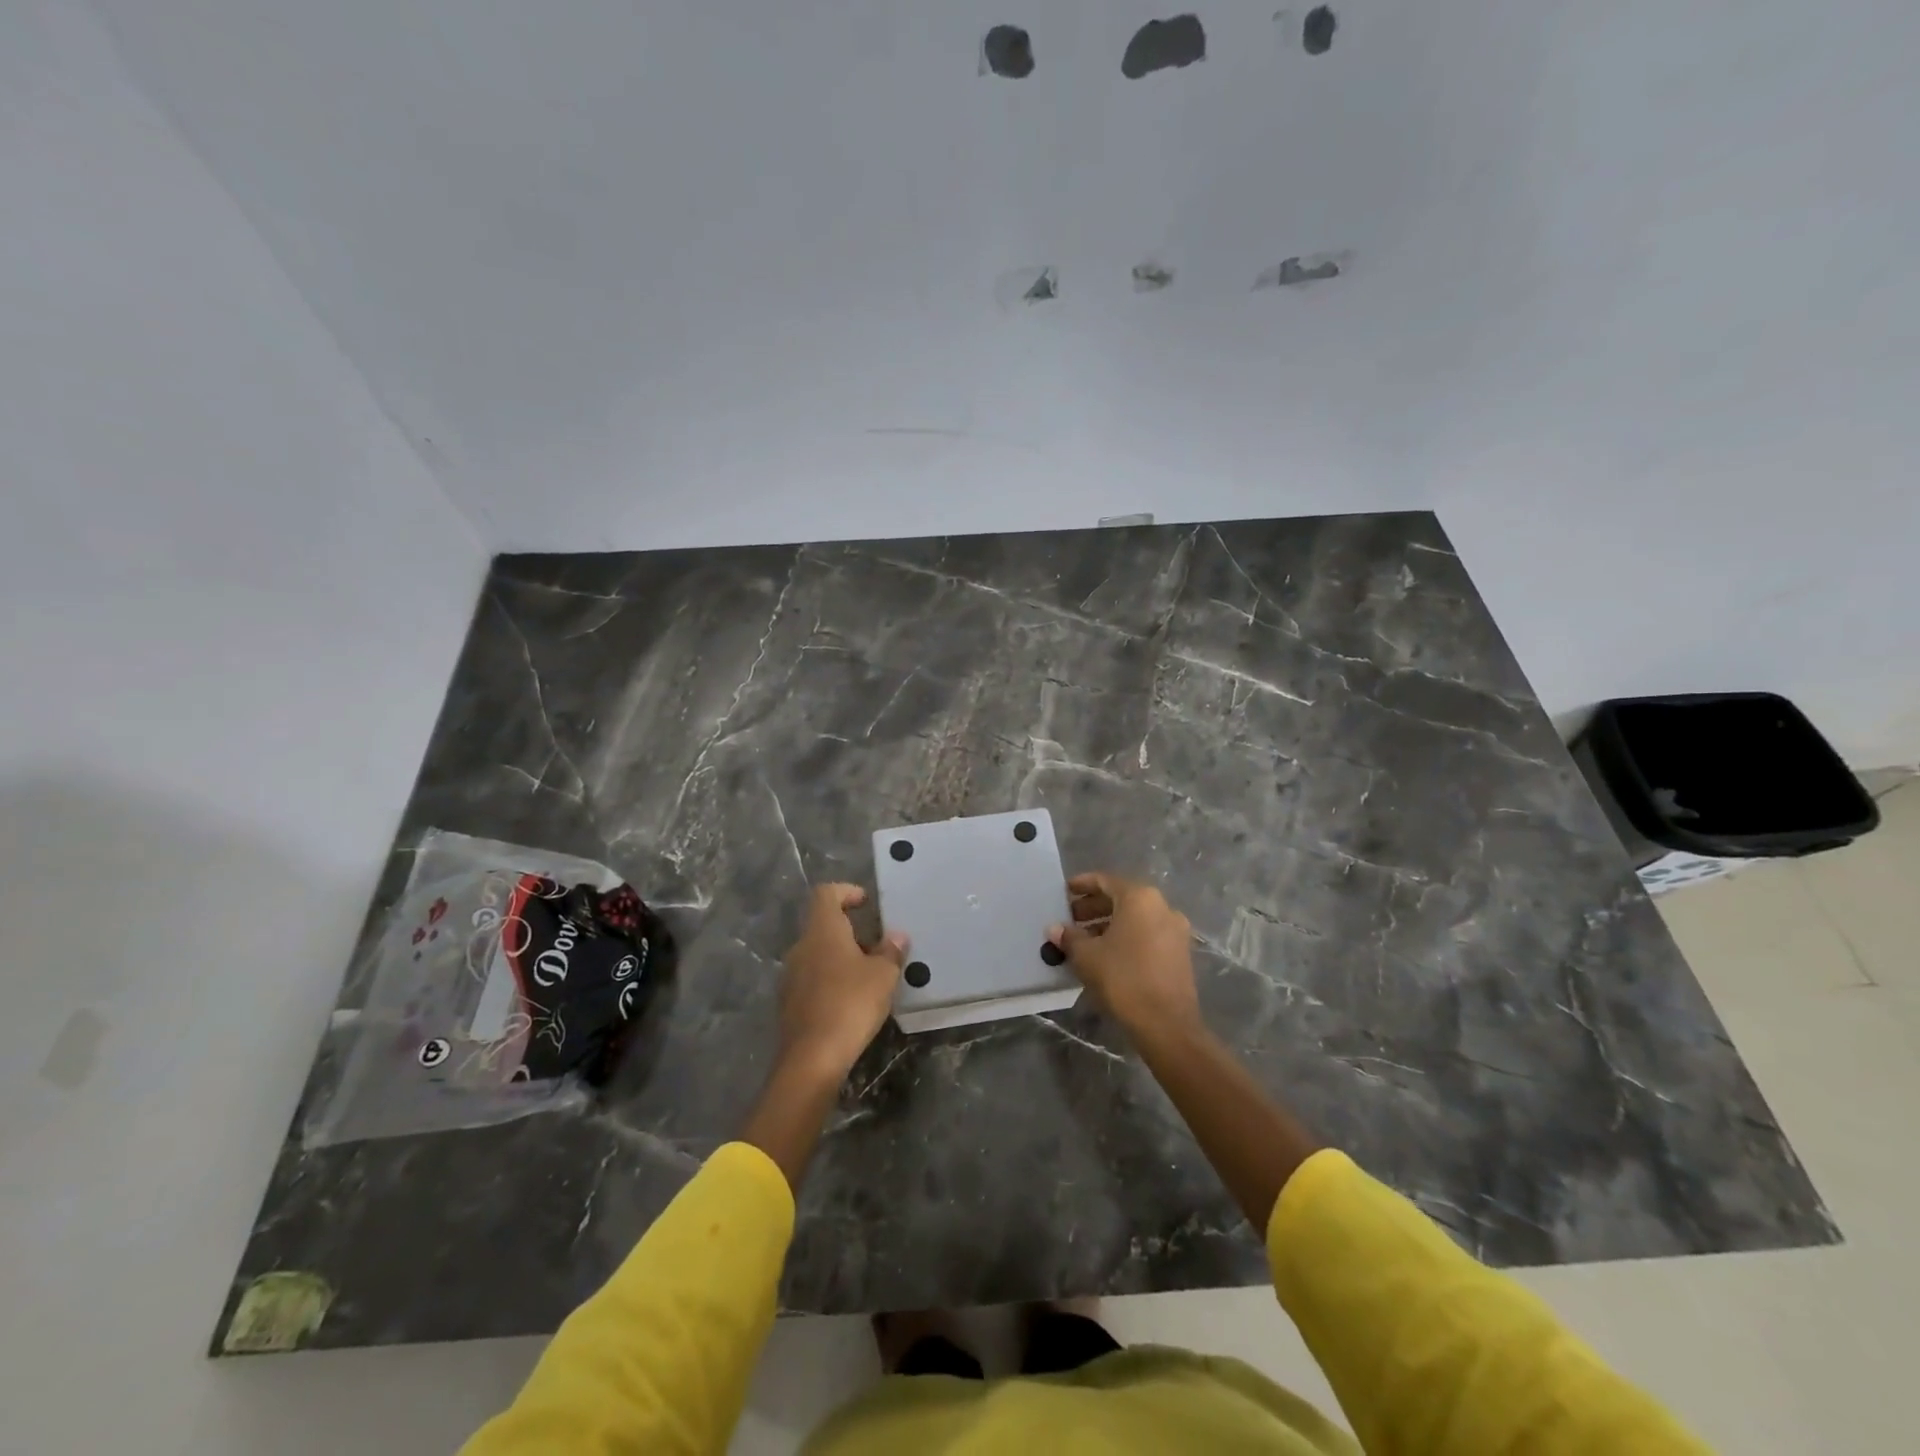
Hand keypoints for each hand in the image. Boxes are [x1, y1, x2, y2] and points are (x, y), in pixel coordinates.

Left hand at [777, 883, 908, 1082]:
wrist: (812, 1058)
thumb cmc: (850, 1004)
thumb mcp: (883, 976)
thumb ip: (891, 951)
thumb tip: (897, 936)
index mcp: (822, 931)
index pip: (826, 894)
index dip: (846, 891)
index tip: (866, 902)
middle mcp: (801, 946)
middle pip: (822, 925)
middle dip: (849, 930)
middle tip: (876, 945)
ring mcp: (791, 975)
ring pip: (817, 953)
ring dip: (840, 957)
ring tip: (868, 974)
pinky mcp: (789, 1001)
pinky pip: (812, 978)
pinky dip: (830, 979)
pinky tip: (850, 999)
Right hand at [1048, 873, 1200, 1040]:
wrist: (1166, 1024)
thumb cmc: (1123, 979)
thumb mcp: (1087, 956)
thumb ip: (1069, 937)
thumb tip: (1055, 929)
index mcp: (1139, 898)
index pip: (1105, 881)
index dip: (1082, 885)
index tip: (1064, 892)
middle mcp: (1162, 906)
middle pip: (1122, 898)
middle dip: (1094, 907)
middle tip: (1070, 919)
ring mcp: (1175, 930)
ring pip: (1136, 917)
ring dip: (1109, 923)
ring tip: (1084, 939)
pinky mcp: (1180, 952)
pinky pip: (1148, 933)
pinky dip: (1127, 936)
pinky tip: (1107, 954)